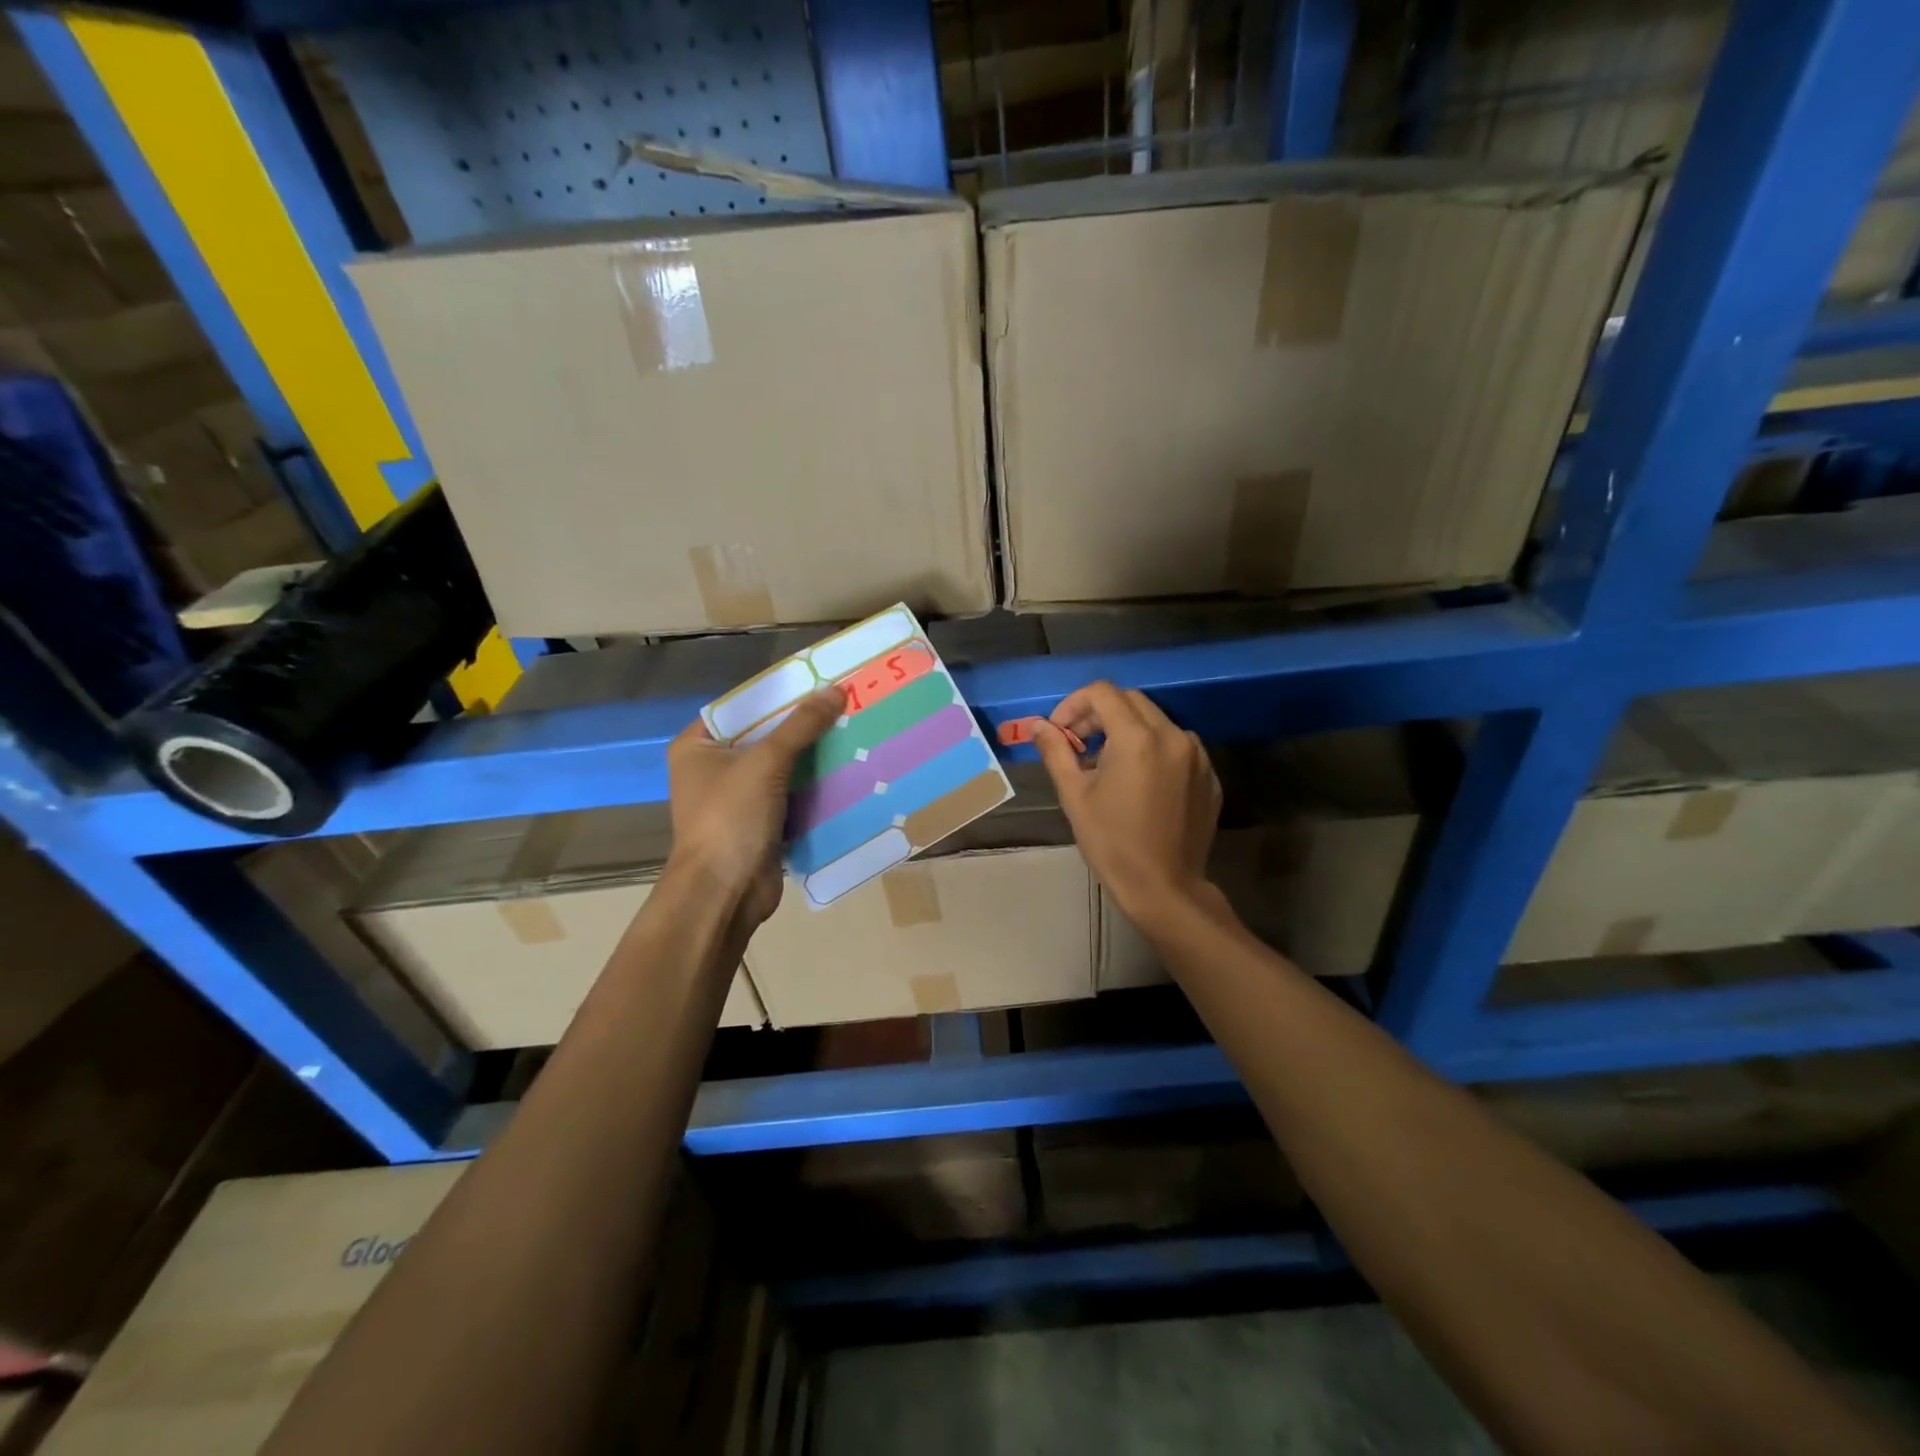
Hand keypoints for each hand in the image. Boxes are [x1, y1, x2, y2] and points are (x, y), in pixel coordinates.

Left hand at [665, 687, 843, 927]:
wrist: (725, 893)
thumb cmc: (731, 817)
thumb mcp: (766, 762)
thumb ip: (801, 725)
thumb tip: (836, 690)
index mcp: (697, 746)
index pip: (742, 707)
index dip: (779, 694)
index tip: (818, 683)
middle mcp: (714, 768)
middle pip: (765, 736)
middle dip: (803, 725)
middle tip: (845, 705)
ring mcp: (738, 798)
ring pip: (782, 766)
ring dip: (814, 756)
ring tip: (853, 731)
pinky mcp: (761, 822)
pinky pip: (792, 794)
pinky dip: (815, 786)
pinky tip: (847, 769)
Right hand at [1031, 681, 1221, 926]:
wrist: (1165, 889)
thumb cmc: (1112, 843)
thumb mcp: (1074, 796)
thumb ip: (1056, 751)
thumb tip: (1038, 726)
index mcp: (1138, 738)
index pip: (1102, 692)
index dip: (1073, 705)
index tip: (1060, 732)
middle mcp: (1173, 736)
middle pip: (1130, 701)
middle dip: (1098, 714)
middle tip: (1078, 745)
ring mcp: (1197, 756)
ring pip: (1156, 722)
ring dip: (1127, 731)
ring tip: (1107, 765)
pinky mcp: (1210, 776)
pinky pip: (1177, 747)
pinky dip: (1153, 750)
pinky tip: (1139, 782)